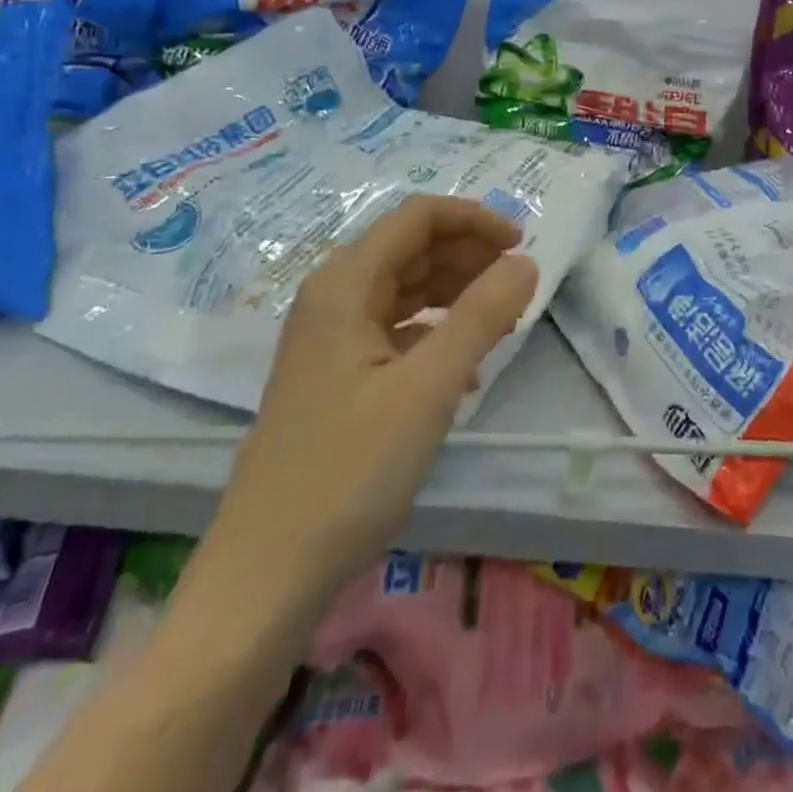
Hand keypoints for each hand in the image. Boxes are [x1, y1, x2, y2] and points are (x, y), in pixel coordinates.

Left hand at [213, 195, 536, 618]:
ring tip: (502, 319)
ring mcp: (331, 337)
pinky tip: (465, 366)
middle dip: (469, 254)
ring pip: (405, 287)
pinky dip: (436, 330)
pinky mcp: (336, 374)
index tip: (523, 245)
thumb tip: (525, 262)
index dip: (474, 219)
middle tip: (519, 285)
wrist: (266, 574)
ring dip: (456, 291)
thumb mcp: (428, 388)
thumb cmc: (349, 471)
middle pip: (411, 247)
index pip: (418, 217)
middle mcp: (332, 297)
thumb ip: (482, 316)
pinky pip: (396, 328)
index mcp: (345, 284)